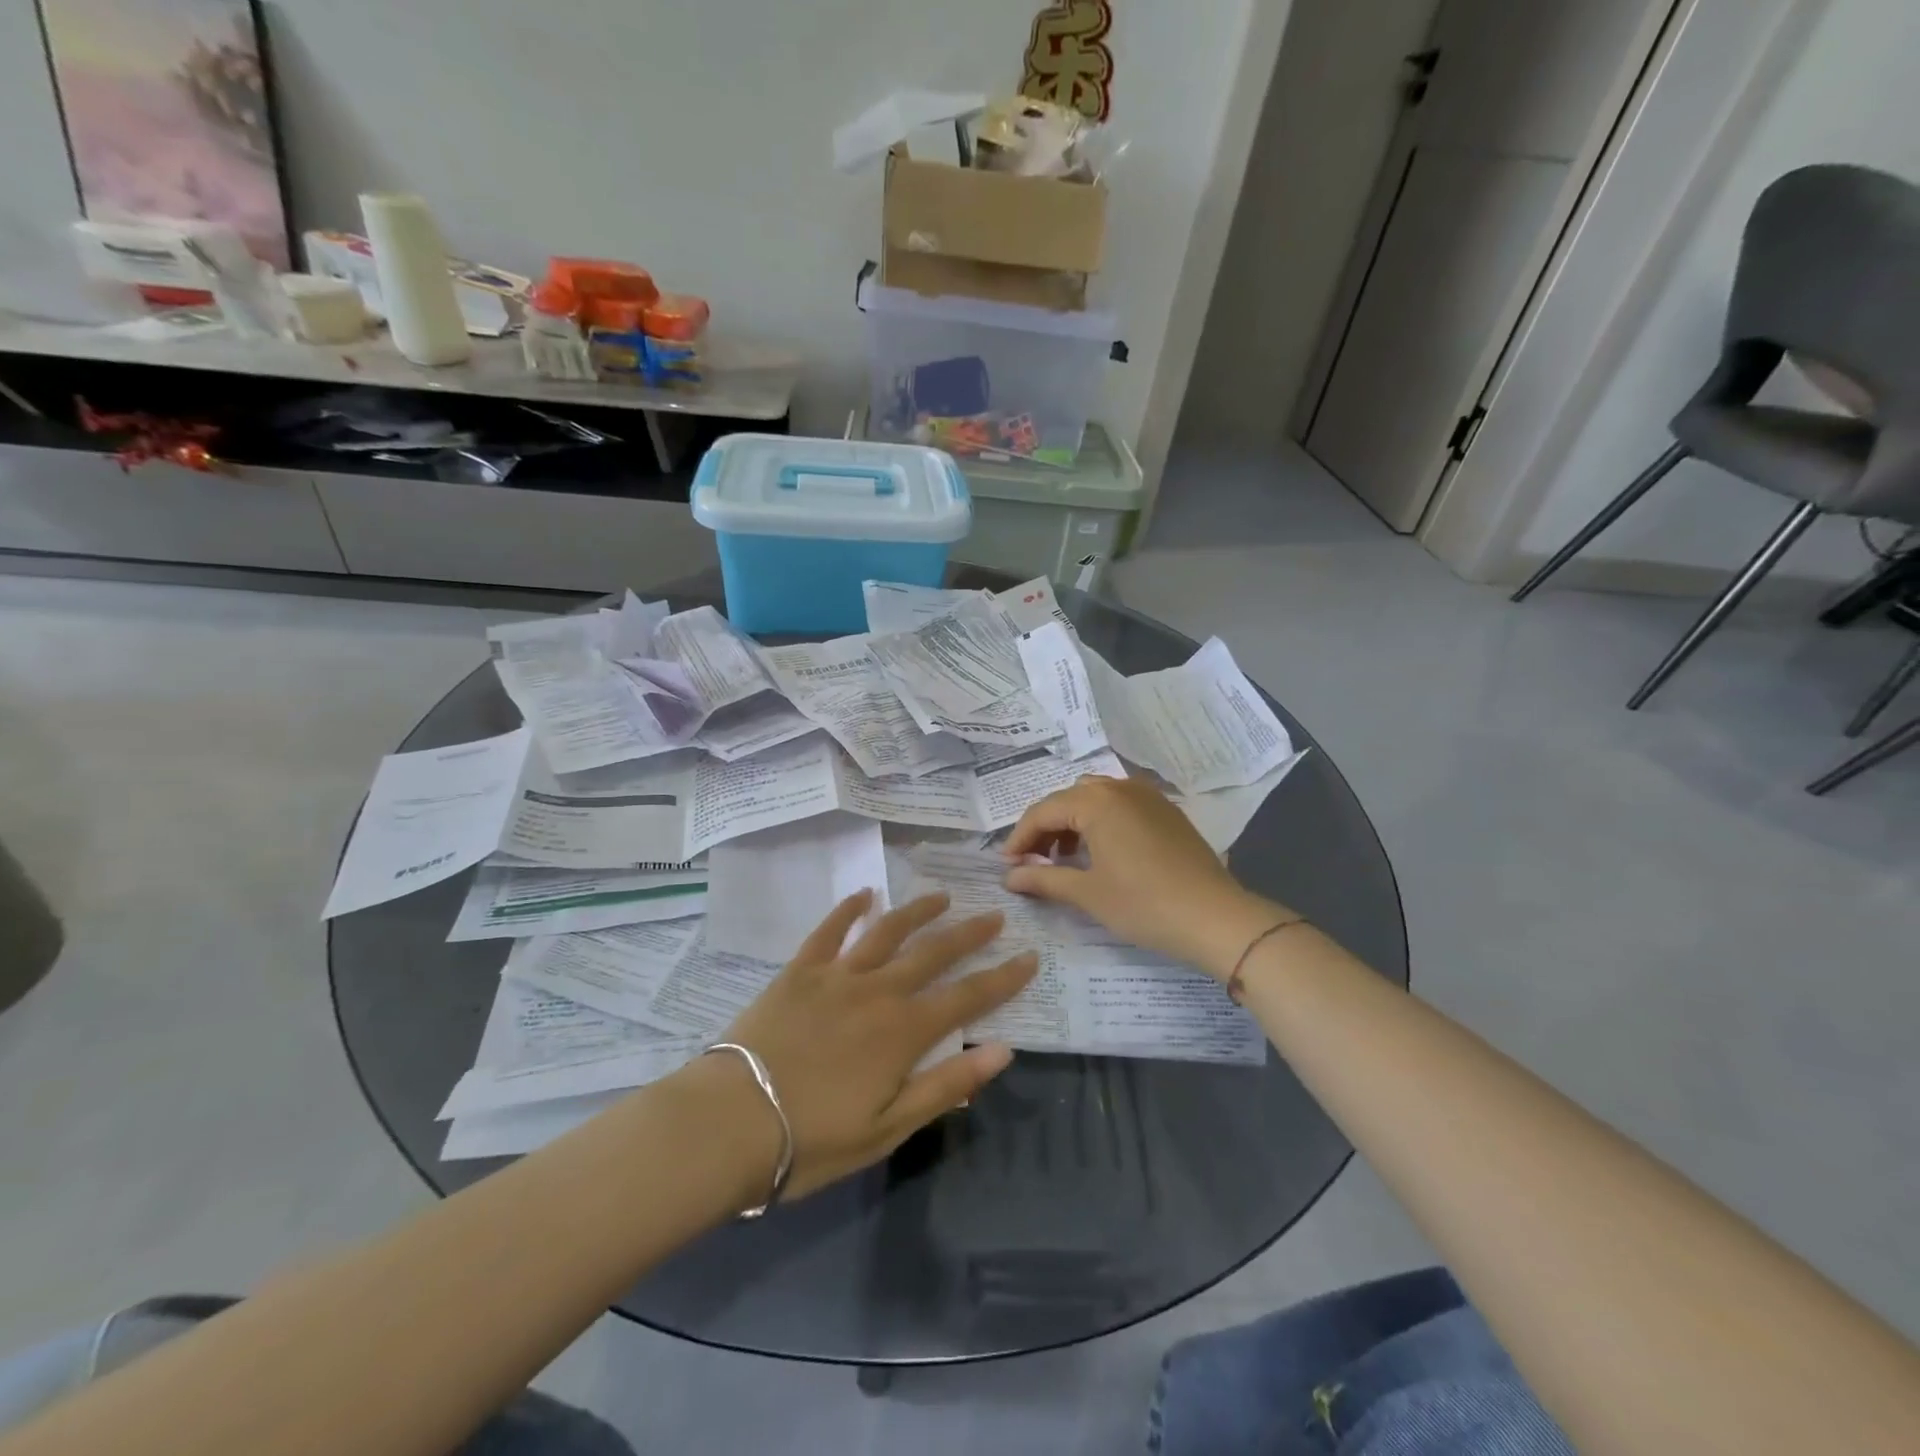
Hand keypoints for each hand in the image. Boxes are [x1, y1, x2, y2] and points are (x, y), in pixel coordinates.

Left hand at [715, 891, 1035, 1201]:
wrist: (731, 1122)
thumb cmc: (813, 1139)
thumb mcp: (888, 1128)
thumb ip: (946, 1086)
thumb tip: (1001, 1050)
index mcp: (904, 1031)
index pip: (968, 996)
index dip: (1003, 978)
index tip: (1029, 957)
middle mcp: (878, 990)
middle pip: (933, 953)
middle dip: (969, 934)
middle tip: (994, 915)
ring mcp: (836, 975)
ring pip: (887, 931)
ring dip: (917, 911)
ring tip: (941, 896)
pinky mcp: (799, 971)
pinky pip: (828, 931)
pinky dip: (848, 909)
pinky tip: (864, 894)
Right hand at [1003, 775, 1290, 978]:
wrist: (1215, 918)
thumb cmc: (1144, 904)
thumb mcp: (1087, 894)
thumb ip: (1043, 879)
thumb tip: (1009, 876)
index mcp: (1096, 802)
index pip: (1043, 811)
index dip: (1020, 837)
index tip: (1006, 865)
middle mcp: (1120, 788)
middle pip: (1068, 799)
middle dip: (1045, 827)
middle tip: (1033, 861)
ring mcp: (1148, 796)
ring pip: (1096, 798)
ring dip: (1073, 822)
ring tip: (1065, 858)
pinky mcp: (1167, 811)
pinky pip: (1121, 805)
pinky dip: (1101, 822)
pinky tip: (1102, 852)